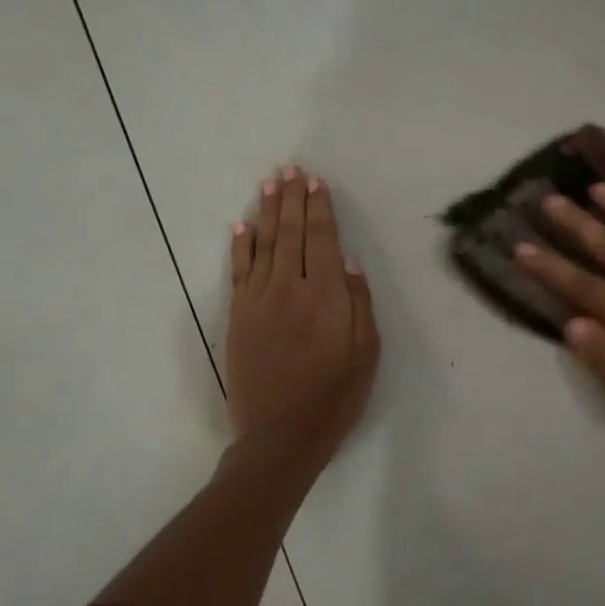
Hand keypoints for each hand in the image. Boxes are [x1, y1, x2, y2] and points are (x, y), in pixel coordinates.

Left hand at [225, 165, 379, 454]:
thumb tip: (347, 260)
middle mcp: (289, 288)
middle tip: (291, 169)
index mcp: (326, 296)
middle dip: (292, 199)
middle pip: (290, 233)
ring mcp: (258, 301)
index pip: (321, 239)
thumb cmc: (335, 397)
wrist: (280, 436)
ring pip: (263, 245)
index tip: (316, 182)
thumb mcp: (366, 353)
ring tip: (270, 183)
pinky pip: (239, 272)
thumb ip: (359, 302)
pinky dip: (240, 246)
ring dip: (267, 211)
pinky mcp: (238, 317)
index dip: (319, 209)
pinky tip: (241, 225)